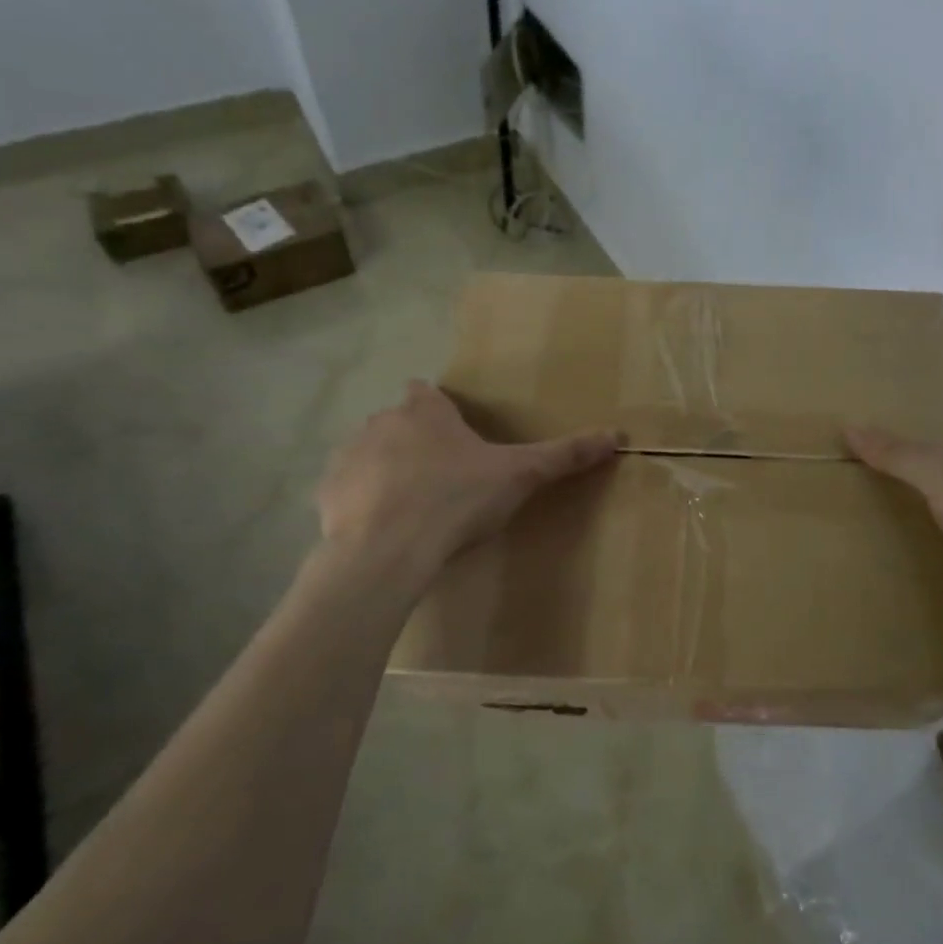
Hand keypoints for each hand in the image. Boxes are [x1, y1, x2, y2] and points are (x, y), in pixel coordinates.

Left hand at [317, 381, 616, 581]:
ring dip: (385, 471)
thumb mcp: (519, 476)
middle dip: (415, 442)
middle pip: (398, 423)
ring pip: (369, 455)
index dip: (439, 409)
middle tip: (444, 478)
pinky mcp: (325, 494)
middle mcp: (381, 422)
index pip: (426, 392)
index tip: (455, 435)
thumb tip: (617, 435)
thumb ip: (564, 455)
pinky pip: (346, 490)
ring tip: (413, 508)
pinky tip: (381, 530)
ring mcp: (347, 457)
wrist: (387, 552)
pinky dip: (361, 503)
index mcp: (424, 411)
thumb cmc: (455, 500)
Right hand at [845, 426, 942, 642]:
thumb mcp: (940, 477)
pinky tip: (901, 573)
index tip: (863, 469)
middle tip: (858, 506)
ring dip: (918, 536)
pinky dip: (930, 568)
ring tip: (868, 541)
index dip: (901, 458)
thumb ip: (898, 455)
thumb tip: (850, 426)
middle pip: (939, 492)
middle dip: (907, 499)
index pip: (936, 456)